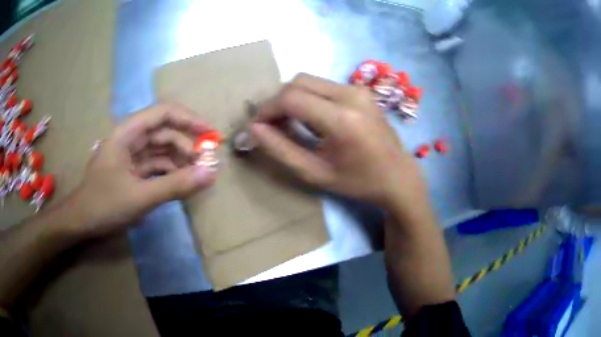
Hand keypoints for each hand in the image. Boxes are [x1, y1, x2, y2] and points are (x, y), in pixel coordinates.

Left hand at [65, 103, 216, 238]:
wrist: (81, 223)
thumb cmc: (104, 205)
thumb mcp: (140, 197)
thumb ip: (175, 185)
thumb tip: (211, 174)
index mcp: (128, 133)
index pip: (164, 113)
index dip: (190, 120)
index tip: (211, 135)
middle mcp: (130, 138)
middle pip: (165, 131)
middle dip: (188, 144)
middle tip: (208, 163)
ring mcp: (131, 155)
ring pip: (162, 150)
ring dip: (181, 160)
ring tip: (198, 176)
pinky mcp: (132, 171)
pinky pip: (156, 165)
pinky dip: (170, 172)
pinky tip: (182, 183)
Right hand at [251, 74, 426, 208]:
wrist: (398, 176)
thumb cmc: (358, 182)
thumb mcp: (316, 173)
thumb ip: (282, 150)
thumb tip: (254, 129)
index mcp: (342, 119)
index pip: (291, 98)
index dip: (267, 110)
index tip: (257, 126)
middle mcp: (351, 95)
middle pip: (298, 82)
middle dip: (278, 101)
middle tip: (271, 125)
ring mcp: (358, 89)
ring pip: (310, 81)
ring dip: (292, 98)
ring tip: (289, 124)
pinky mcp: (361, 90)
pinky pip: (323, 86)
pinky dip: (308, 97)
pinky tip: (310, 119)